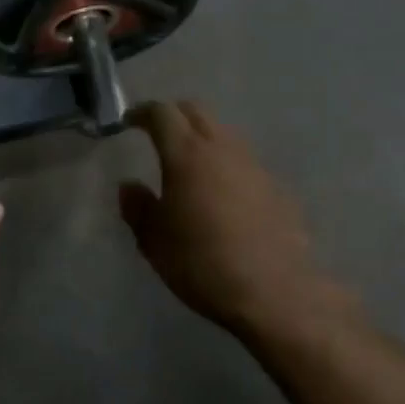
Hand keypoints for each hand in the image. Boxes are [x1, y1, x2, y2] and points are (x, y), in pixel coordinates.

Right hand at [120, 101, 358, 340]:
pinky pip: (242, 160)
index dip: (143, 113)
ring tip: (188, 163)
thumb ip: (138, 207)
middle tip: (156, 133)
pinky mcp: (275, 187)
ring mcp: (254, 165)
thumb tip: (129, 186)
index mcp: (187, 155)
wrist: (273, 291)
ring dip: (202, 137)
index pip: (163, 114)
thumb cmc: (201, 263)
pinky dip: (224, 163)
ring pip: (223, 133)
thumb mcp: (154, 241)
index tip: (129, 122)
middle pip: (196, 112)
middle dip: (173, 115)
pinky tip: (219, 192)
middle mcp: (222, 149)